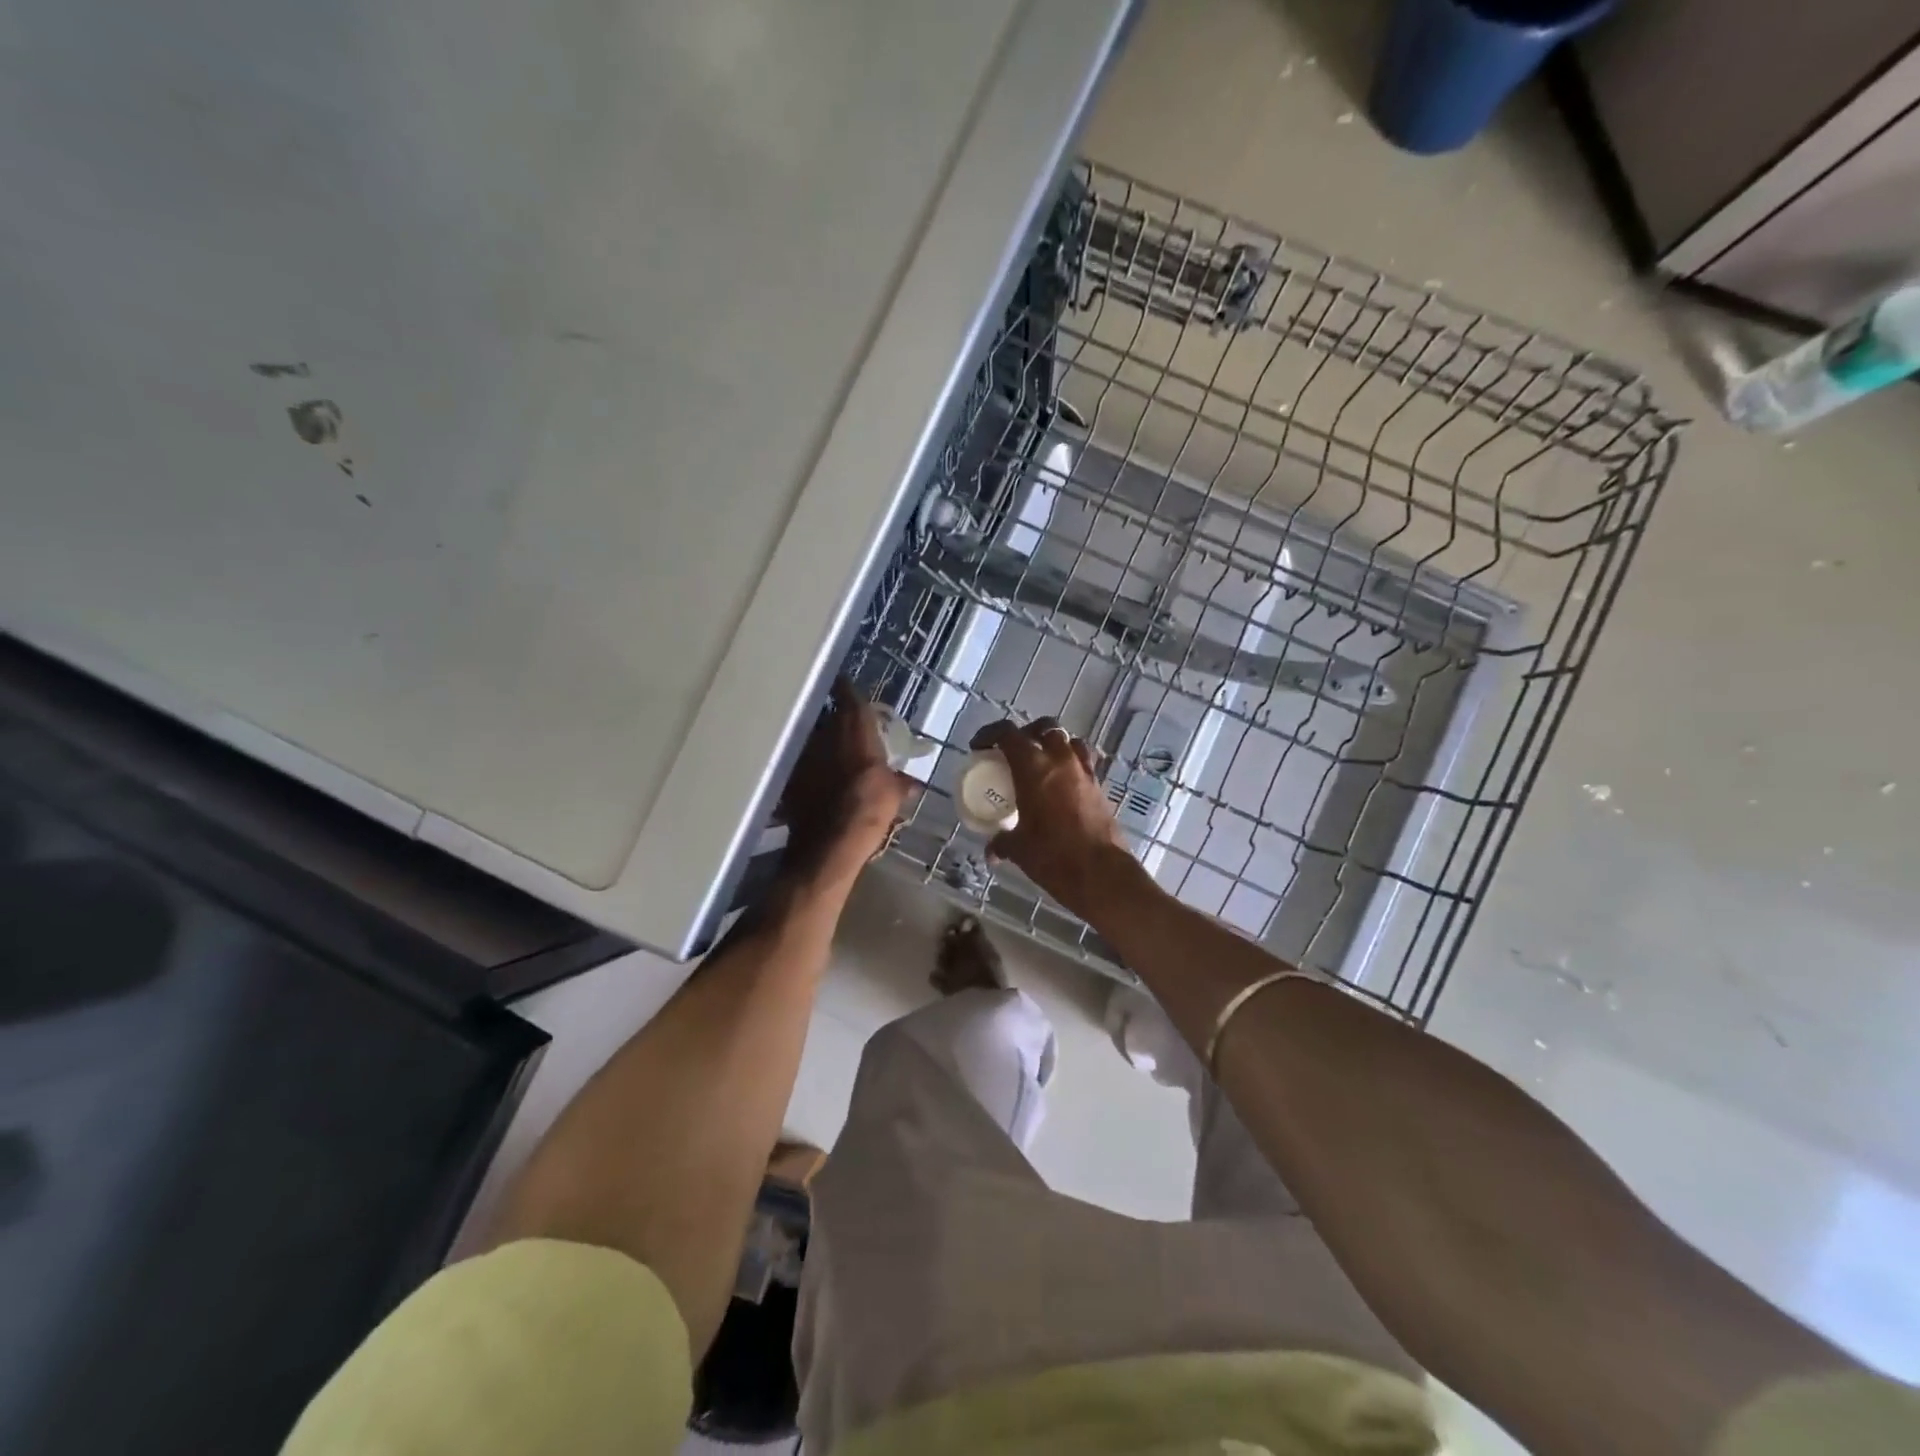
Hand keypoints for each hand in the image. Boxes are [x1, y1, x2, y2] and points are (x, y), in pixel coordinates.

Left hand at [781, 678, 912, 873]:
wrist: (830, 842)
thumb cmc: (870, 807)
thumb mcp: (894, 794)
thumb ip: (901, 783)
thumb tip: (913, 783)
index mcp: (854, 728)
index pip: (847, 695)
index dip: (846, 689)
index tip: (846, 685)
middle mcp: (825, 732)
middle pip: (829, 717)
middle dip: (837, 721)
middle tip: (848, 730)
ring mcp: (803, 754)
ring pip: (813, 740)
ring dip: (822, 745)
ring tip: (832, 757)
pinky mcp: (789, 777)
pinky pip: (802, 765)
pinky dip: (811, 769)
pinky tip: (818, 782)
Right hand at [969, 718, 1131, 917]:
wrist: (1101, 872)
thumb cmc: (1053, 855)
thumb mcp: (1019, 848)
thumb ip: (1002, 843)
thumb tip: (992, 851)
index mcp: (1033, 767)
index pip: (1008, 733)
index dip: (990, 734)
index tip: (980, 746)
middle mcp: (1060, 760)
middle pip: (1044, 727)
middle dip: (1026, 733)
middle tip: (1014, 751)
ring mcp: (1084, 771)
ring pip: (1068, 740)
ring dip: (1053, 744)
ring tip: (1041, 762)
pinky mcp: (1099, 786)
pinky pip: (1083, 761)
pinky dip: (1071, 763)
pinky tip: (1062, 783)